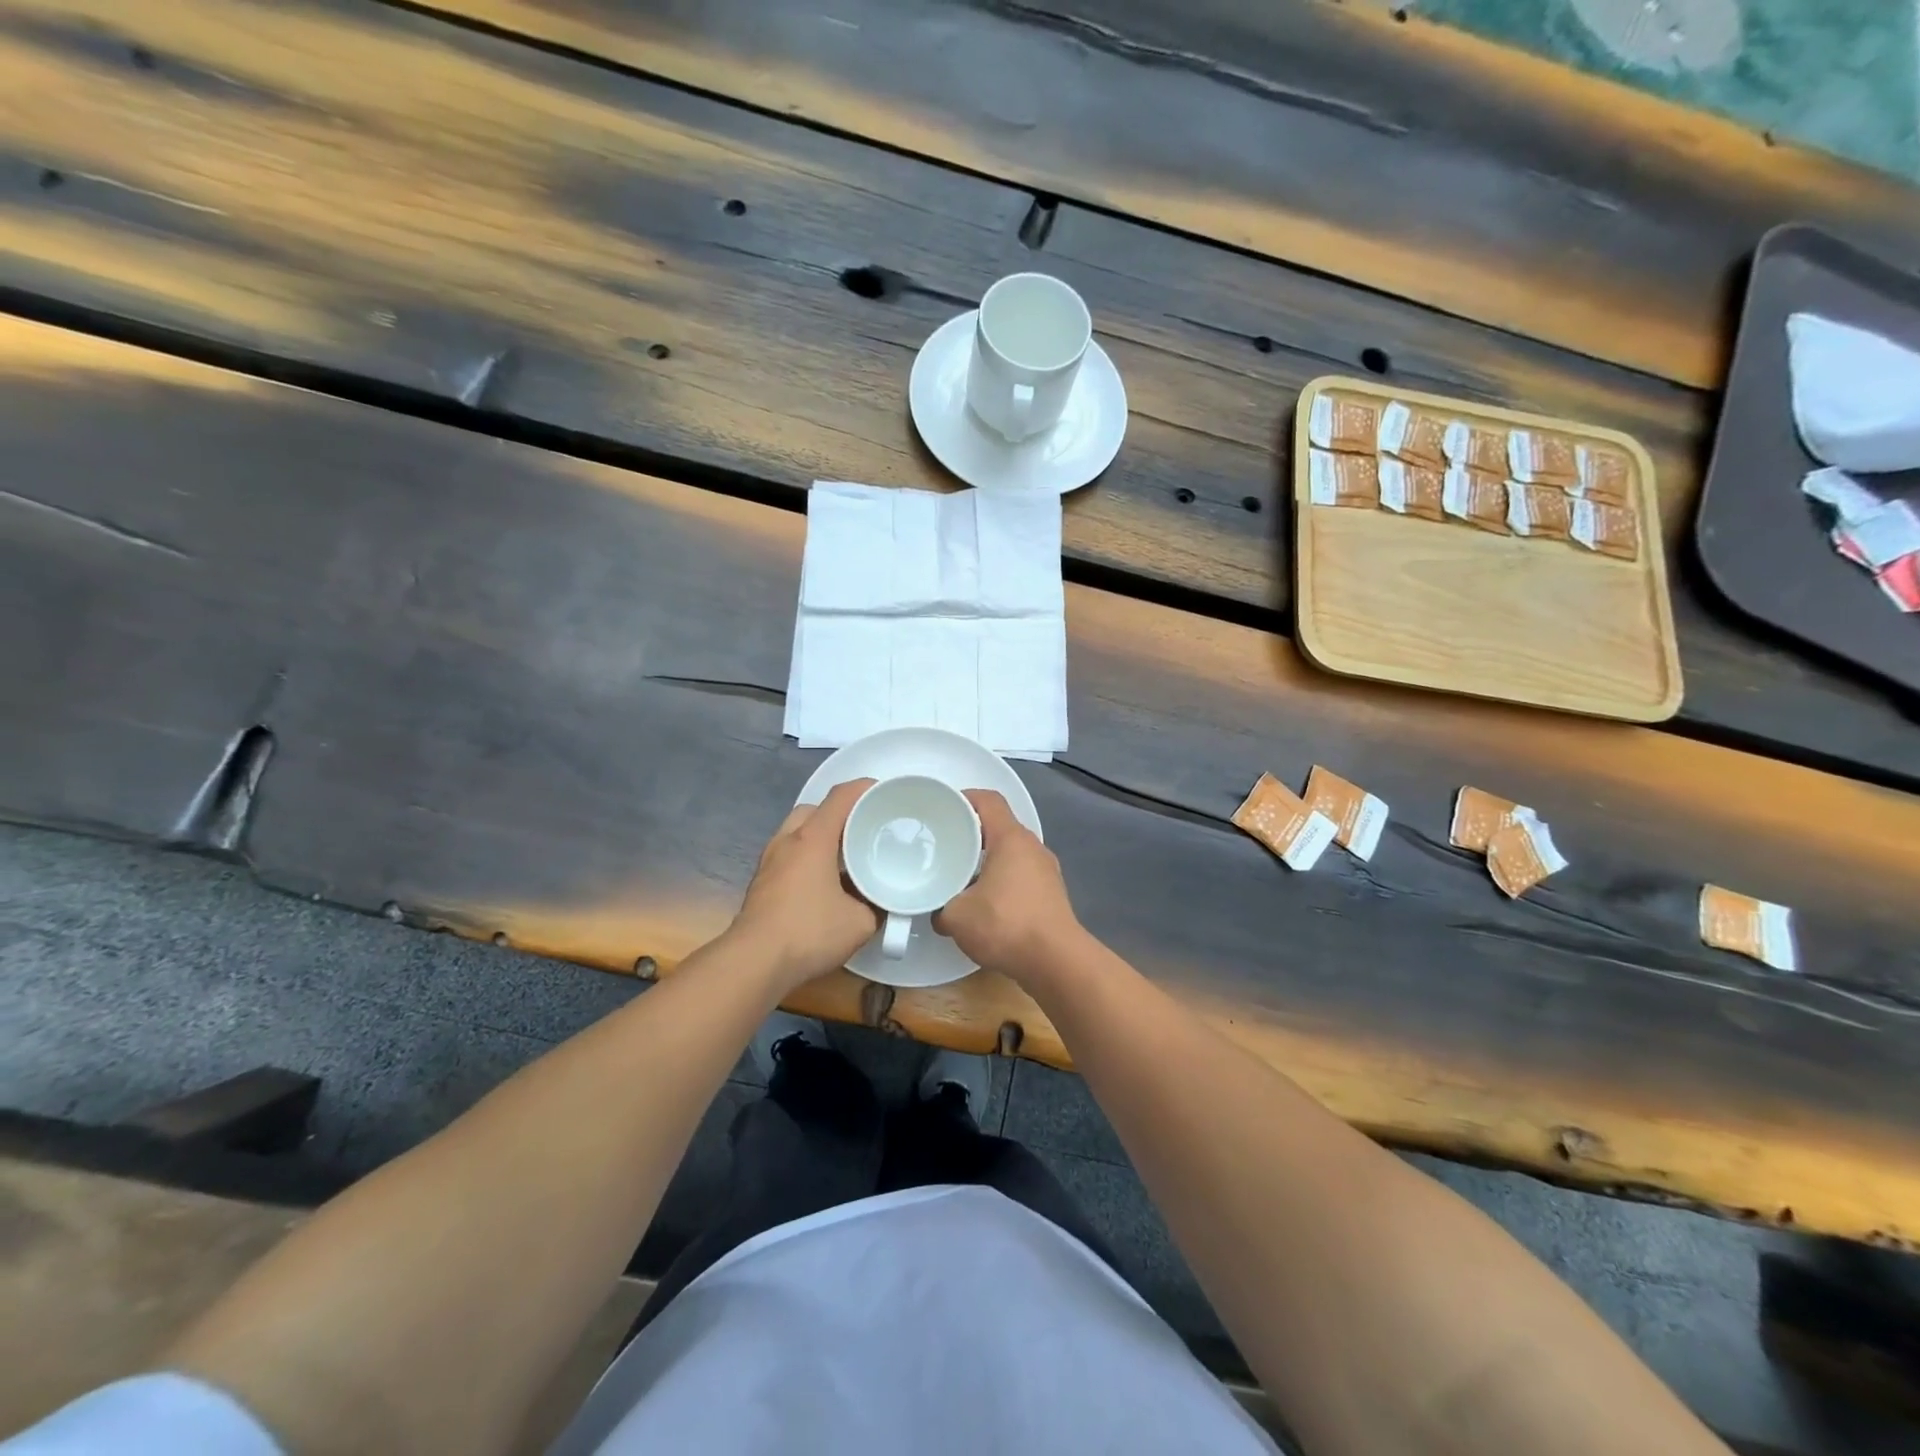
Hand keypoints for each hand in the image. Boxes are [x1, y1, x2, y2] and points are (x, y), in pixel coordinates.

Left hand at [731, 779, 878, 993]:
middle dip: (840, 814)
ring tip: (845, 857)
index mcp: (813, 838)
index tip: (886, 794)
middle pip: (815, 810)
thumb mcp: (860, 923)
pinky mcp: (761, 882)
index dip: (865, 789)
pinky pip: (789, 854)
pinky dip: (808, 857)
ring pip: (798, 832)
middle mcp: (788, 840)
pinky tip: (824, 882)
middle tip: (864, 831)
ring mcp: (770, 860)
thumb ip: (877, 906)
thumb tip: (883, 902)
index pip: (841, 796)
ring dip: (821, 837)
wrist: (755, 962)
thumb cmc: (809, 932)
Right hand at [933, 790, 1083, 983]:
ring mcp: (1047, 871)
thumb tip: (938, 912)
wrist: (1056, 962)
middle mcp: (1033, 847)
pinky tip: (986, 904)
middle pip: (1000, 826)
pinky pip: (1022, 875)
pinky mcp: (1052, 895)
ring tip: (962, 876)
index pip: (989, 800)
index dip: (965, 797)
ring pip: (1012, 853)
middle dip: (972, 833)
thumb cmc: (1006, 925)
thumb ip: (940, 908)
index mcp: (1011, 839)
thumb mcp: (957, 917)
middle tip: (946, 845)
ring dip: (988, 860)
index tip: (944, 808)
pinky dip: (1003, 881)